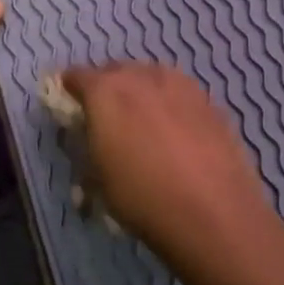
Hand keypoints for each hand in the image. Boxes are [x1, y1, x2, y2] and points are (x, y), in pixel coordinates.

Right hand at [60, 63, 282, 266]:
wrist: (214, 214)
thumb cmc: (143, 199)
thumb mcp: (99, 180)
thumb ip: (89, 148)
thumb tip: (92, 139)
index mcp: (106, 92)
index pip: (77, 76)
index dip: (70, 88)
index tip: (70, 104)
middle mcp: (142, 78)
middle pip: (117, 70)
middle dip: (107, 86)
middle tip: (106, 113)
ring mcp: (181, 86)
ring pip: (152, 76)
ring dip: (142, 90)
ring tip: (143, 118)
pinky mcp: (210, 102)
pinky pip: (180, 93)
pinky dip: (171, 104)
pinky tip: (176, 129)